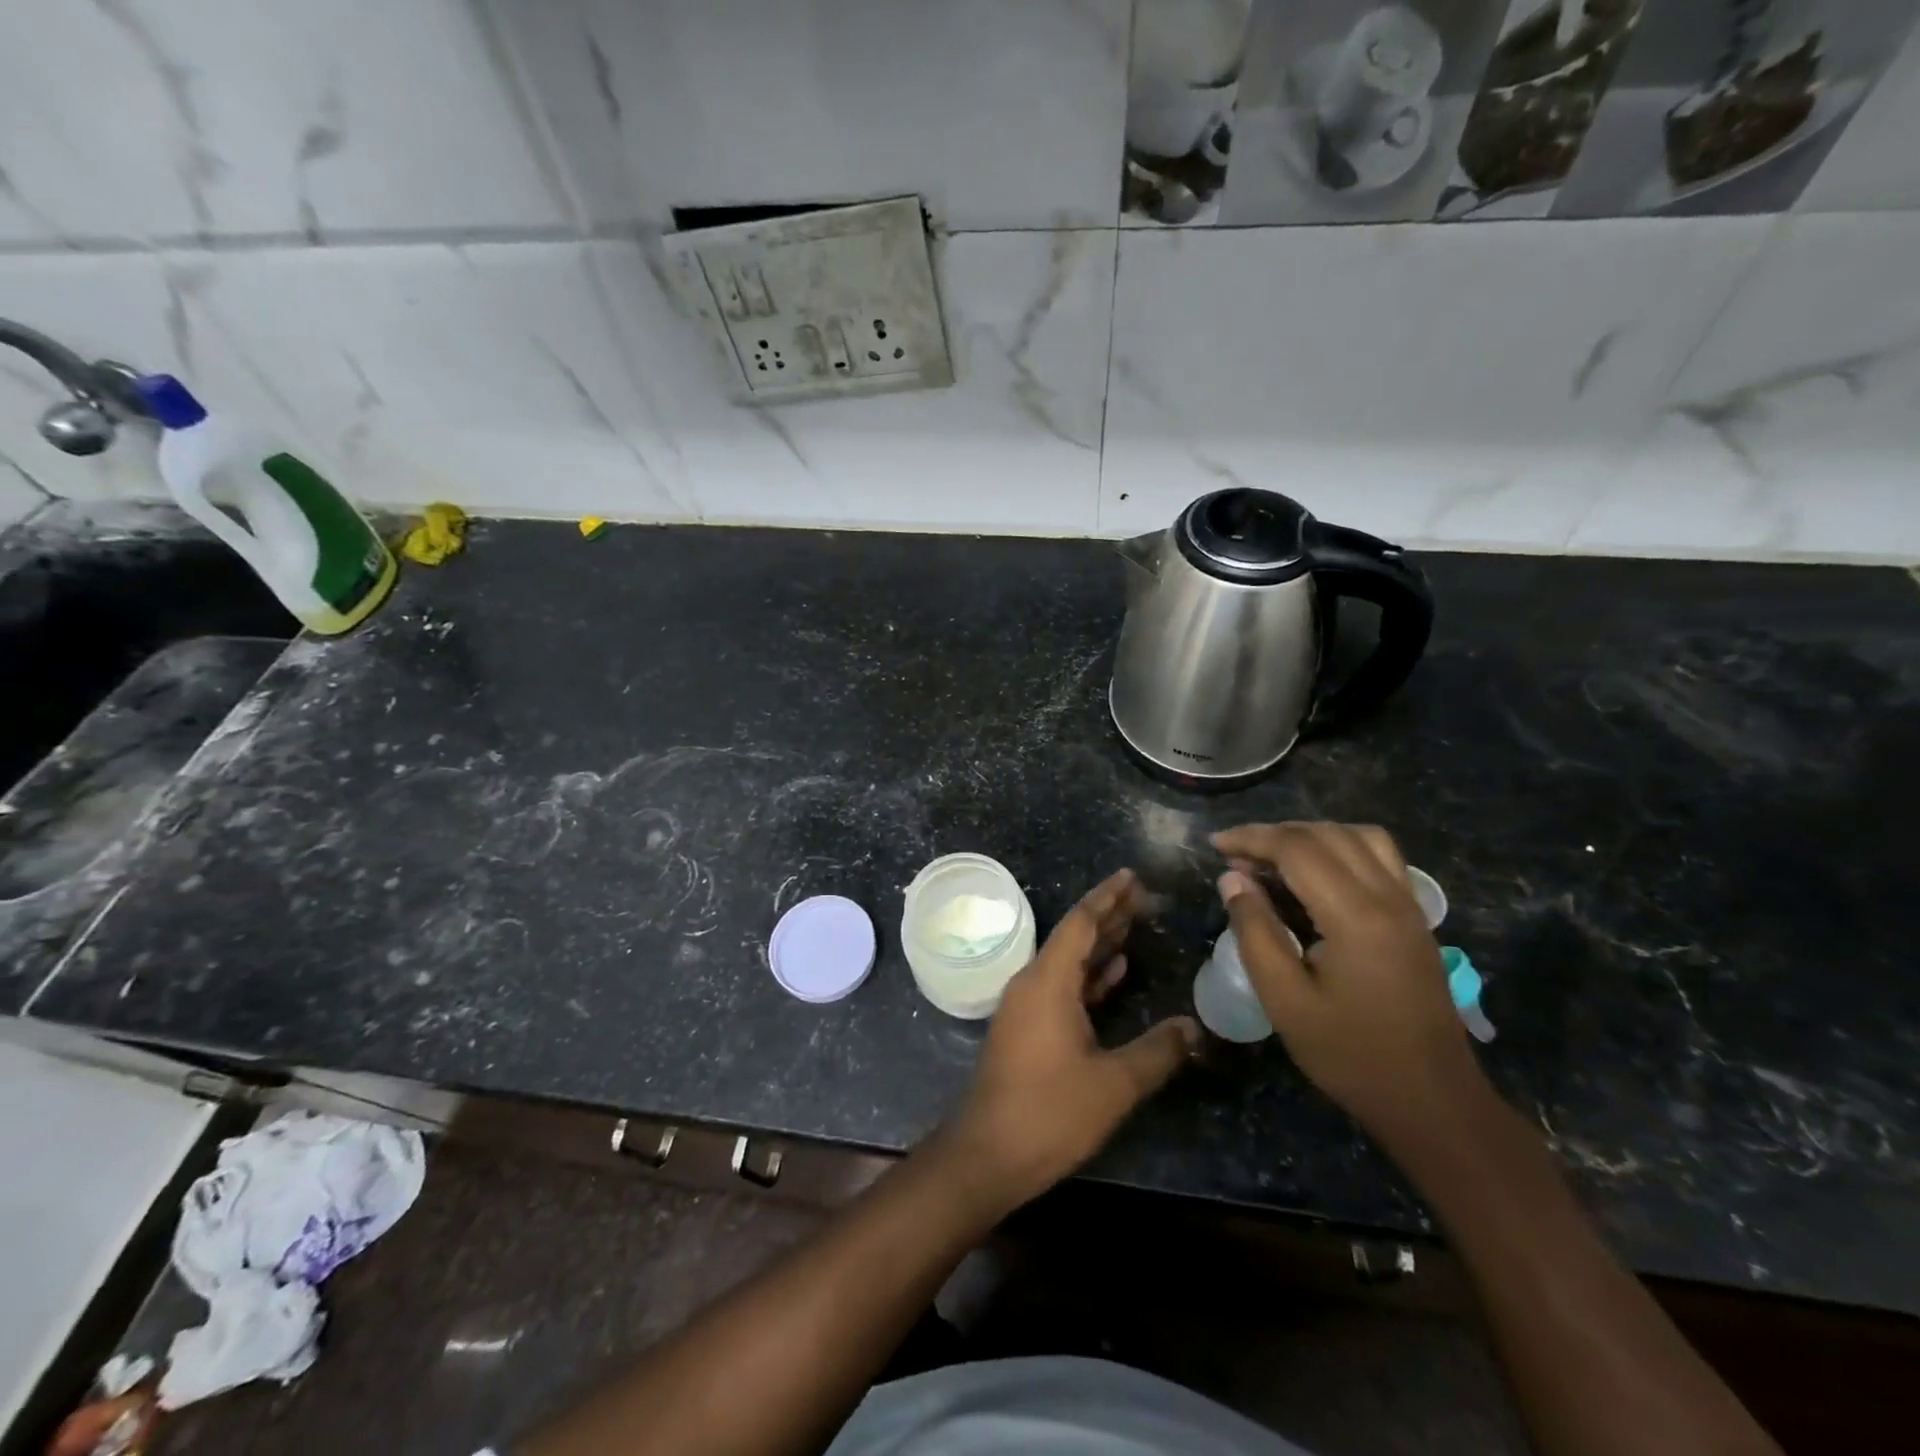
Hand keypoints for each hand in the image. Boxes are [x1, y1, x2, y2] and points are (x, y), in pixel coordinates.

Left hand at [947, 869, 1198, 1213]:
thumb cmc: (1050, 1112)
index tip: (1130, 876)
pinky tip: (1114, 972)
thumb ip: (1157, 1051)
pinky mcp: (1026, 1028)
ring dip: (1100, 945)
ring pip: (1068, 962)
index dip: (1107, 897)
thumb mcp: (1113, 1083)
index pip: (1081, 923)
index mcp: (1048, 981)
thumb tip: (1194, 1027)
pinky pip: (1061, 986)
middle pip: (1074, 937)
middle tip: (1142, 896)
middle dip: (1108, 915)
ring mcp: (1026, 1006)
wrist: (988, 1153)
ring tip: (1134, 925)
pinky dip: (1089, 976)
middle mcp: (1033, 983)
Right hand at [1212, 823, 1489, 1149]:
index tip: (1215, 845)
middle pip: (1327, 834)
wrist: (1433, 1101)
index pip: (1297, 848)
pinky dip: (1342, 847)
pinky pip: (1381, 856)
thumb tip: (1232, 879)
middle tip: (1235, 858)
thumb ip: (1255, 931)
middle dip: (1275, 834)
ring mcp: (1410, 905)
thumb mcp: (1285, 1000)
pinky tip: (1318, 874)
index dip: (1251, 838)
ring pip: (1359, 836)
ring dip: (1311, 835)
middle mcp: (1389, 897)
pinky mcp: (1416, 918)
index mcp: (1356, 916)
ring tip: (1274, 859)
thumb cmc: (1350, 1056)